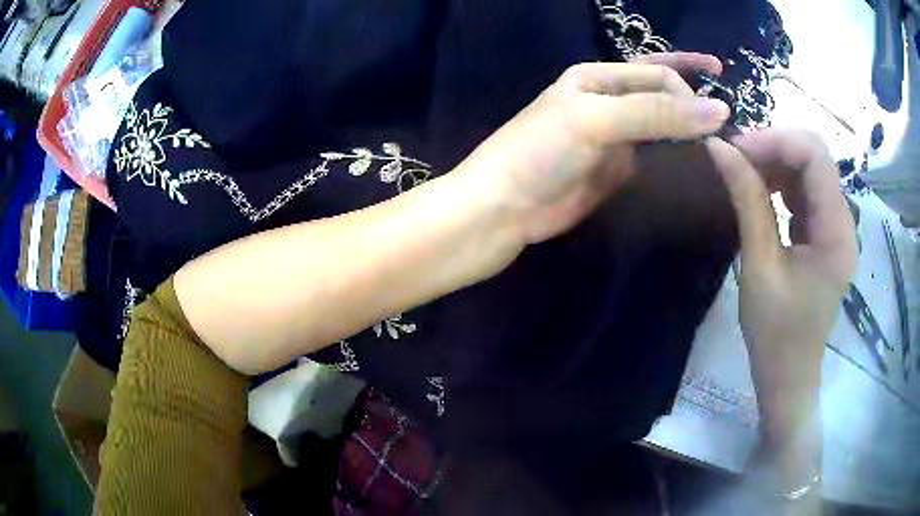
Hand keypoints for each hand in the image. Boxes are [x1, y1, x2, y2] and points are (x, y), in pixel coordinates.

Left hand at [458, 53, 730, 244]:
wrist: (506, 208)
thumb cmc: (540, 152)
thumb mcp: (595, 120)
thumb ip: (656, 113)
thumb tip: (718, 110)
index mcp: (598, 77)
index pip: (657, 73)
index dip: (689, 88)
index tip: (720, 113)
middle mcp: (609, 101)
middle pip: (663, 95)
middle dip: (696, 103)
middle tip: (733, 125)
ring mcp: (616, 137)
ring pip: (663, 127)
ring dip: (691, 132)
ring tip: (727, 145)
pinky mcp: (618, 169)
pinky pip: (656, 157)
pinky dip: (679, 159)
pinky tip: (701, 167)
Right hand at [708, 130, 855, 407]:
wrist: (788, 375)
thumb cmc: (775, 334)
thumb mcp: (759, 267)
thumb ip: (747, 202)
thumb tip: (720, 148)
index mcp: (837, 233)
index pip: (815, 156)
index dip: (775, 140)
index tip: (736, 150)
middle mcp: (844, 221)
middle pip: (815, 156)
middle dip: (774, 147)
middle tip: (736, 159)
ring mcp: (837, 226)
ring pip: (810, 168)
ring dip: (776, 162)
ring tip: (744, 174)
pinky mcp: (826, 232)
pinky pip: (806, 189)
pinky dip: (781, 182)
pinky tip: (761, 193)